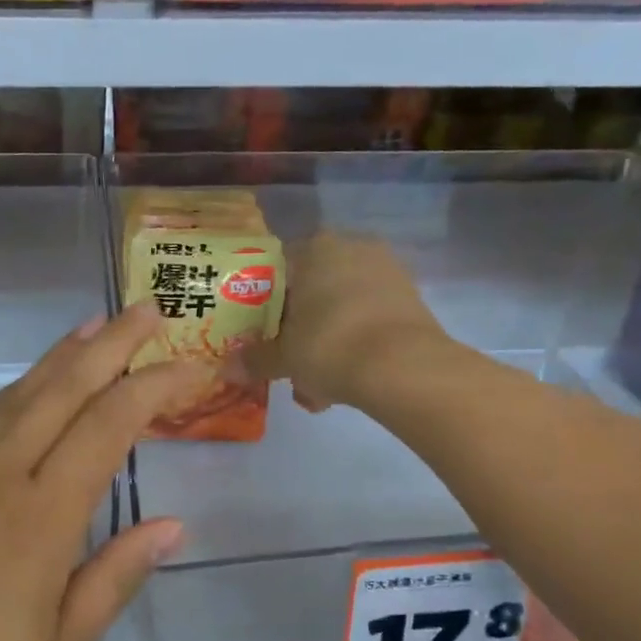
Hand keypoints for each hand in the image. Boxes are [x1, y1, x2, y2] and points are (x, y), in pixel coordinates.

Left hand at [0, 304, 199, 640]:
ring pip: (8, 400)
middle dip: (109, 345)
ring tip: (89, 331)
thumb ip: (109, 583)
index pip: (108, 428)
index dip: (154, 388)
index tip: (190, 366)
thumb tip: (168, 526)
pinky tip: (17, 402)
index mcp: (36, 523)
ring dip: (56, 361)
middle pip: (59, 391)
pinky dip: (6, 401)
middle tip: (143, 310)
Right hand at [248, 233, 444, 411]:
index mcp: (314, 249)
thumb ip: (256, 360)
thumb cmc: (329, 345)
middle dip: (300, 332)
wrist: (403, 367)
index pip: (279, 271)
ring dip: (328, 346)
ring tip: (317, 391)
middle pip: (313, 293)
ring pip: (342, 311)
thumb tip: (229, 369)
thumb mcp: (284, 357)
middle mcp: (352, 249)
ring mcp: (387, 272)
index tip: (263, 336)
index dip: (266, 307)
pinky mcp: (411, 300)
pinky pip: (369, 322)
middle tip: (289, 366)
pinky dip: (356, 348)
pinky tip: (345, 386)